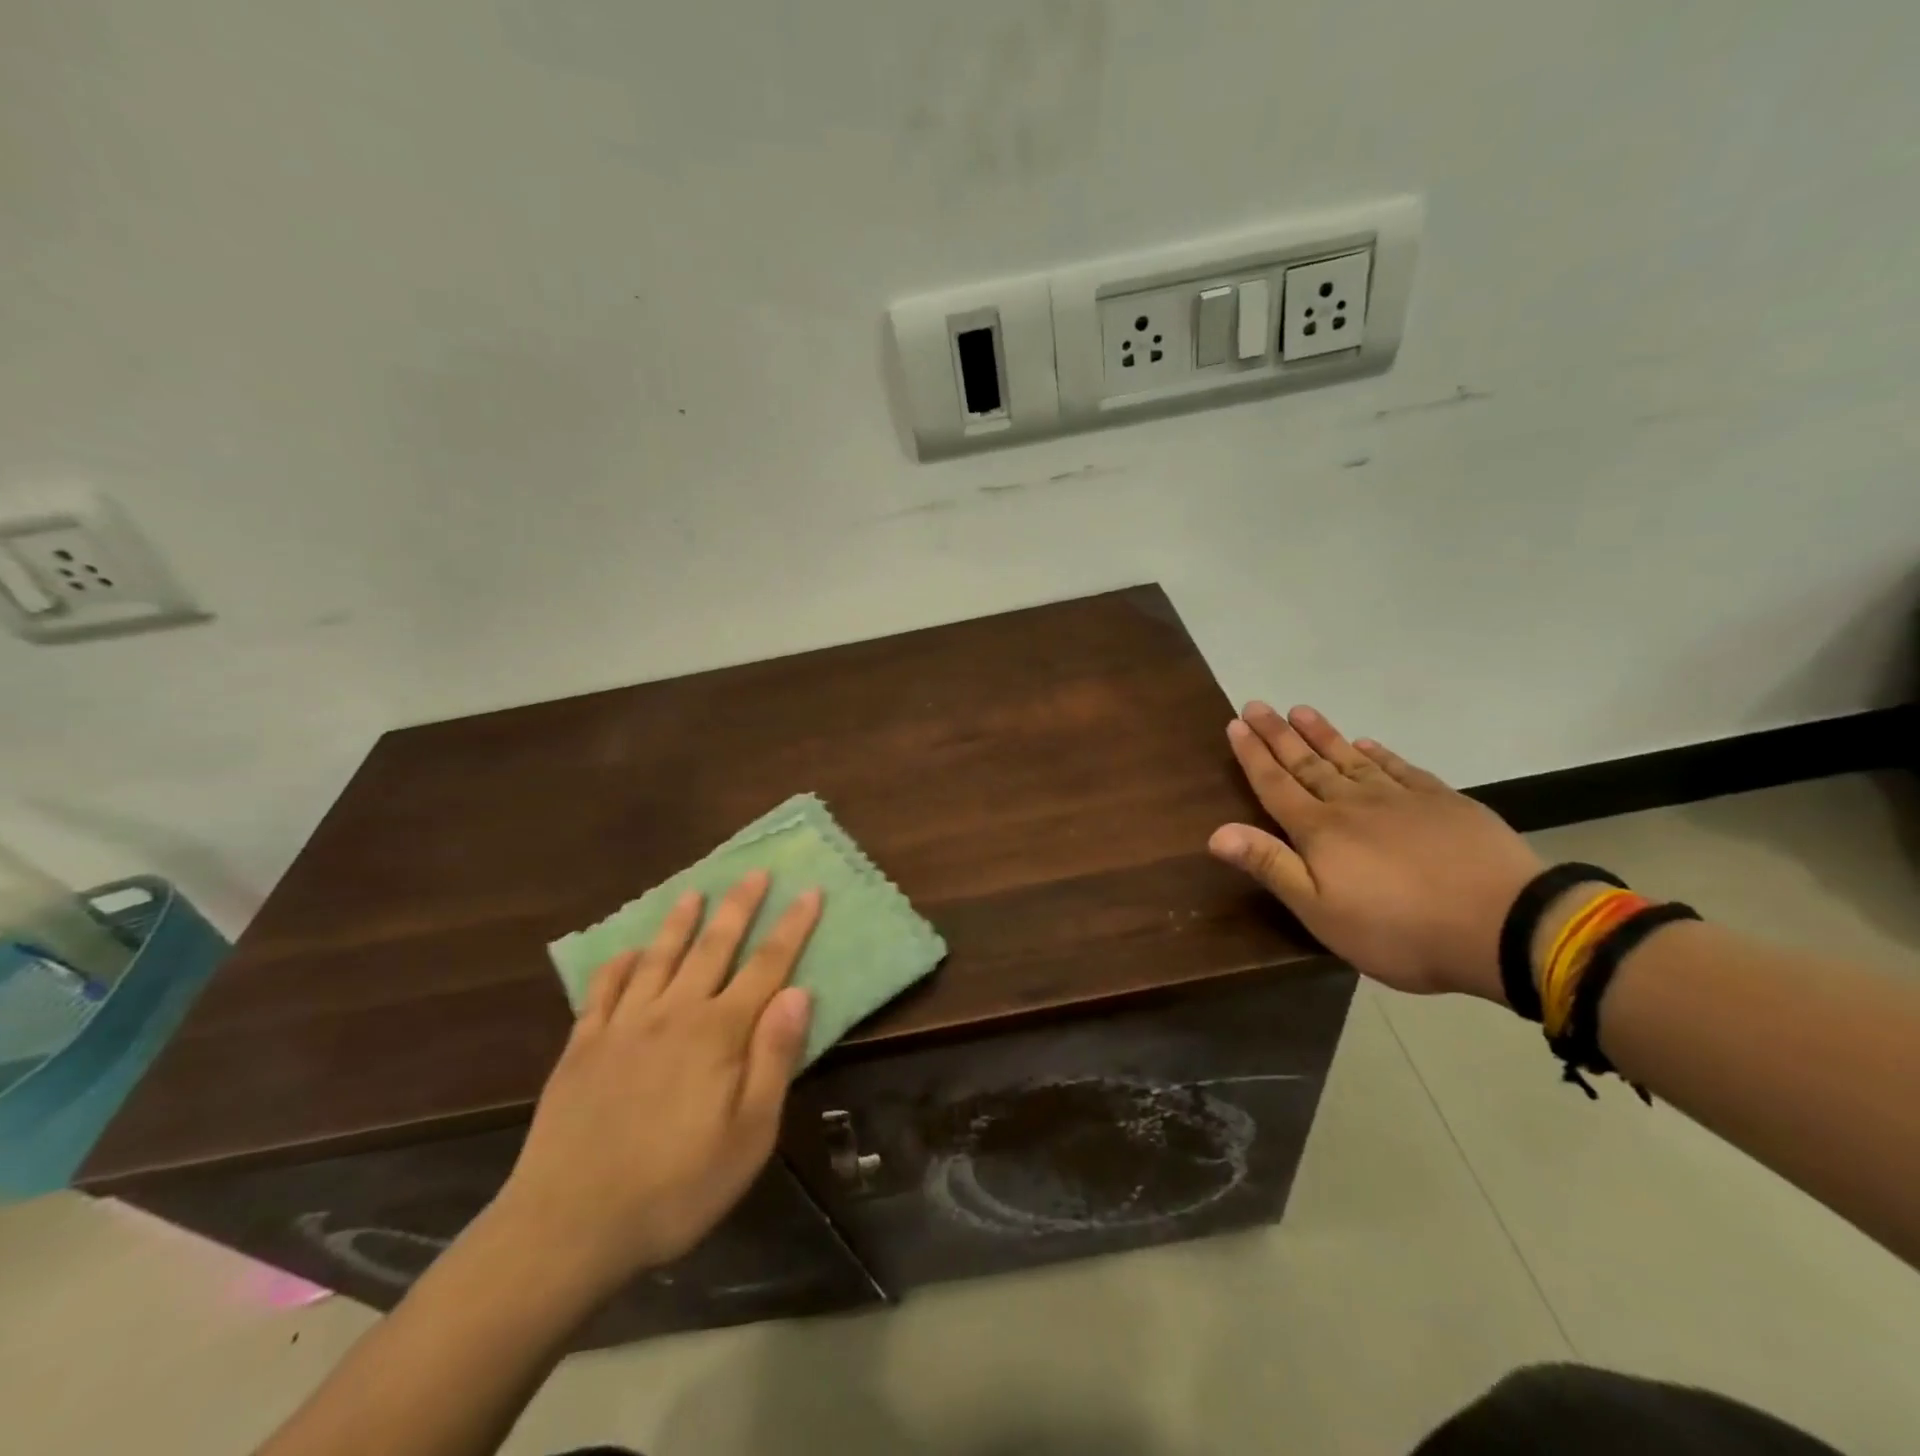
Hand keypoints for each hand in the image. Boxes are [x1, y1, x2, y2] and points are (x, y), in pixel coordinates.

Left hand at [493, 872, 816, 1295]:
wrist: (567, 1227)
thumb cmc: (675, 1188)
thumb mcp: (749, 1136)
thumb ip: (774, 1058)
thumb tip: (799, 992)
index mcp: (719, 1033)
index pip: (767, 966)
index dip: (792, 927)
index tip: (809, 892)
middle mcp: (673, 1013)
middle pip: (714, 947)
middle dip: (739, 907)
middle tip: (755, 872)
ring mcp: (622, 1026)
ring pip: (659, 957)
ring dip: (680, 922)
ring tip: (694, 892)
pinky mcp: (581, 1047)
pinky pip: (603, 991)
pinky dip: (618, 966)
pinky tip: (626, 953)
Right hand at [1207, 702, 1542, 1000]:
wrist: (1505, 926)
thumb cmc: (1400, 930)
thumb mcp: (1321, 912)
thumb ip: (1271, 867)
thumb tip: (1215, 832)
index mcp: (1320, 831)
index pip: (1276, 785)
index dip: (1253, 755)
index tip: (1236, 724)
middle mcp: (1353, 804)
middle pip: (1307, 764)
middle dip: (1279, 736)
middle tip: (1257, 706)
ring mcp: (1401, 799)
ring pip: (1351, 759)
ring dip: (1323, 735)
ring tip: (1301, 711)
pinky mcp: (1443, 802)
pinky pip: (1400, 769)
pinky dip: (1379, 753)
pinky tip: (1367, 743)